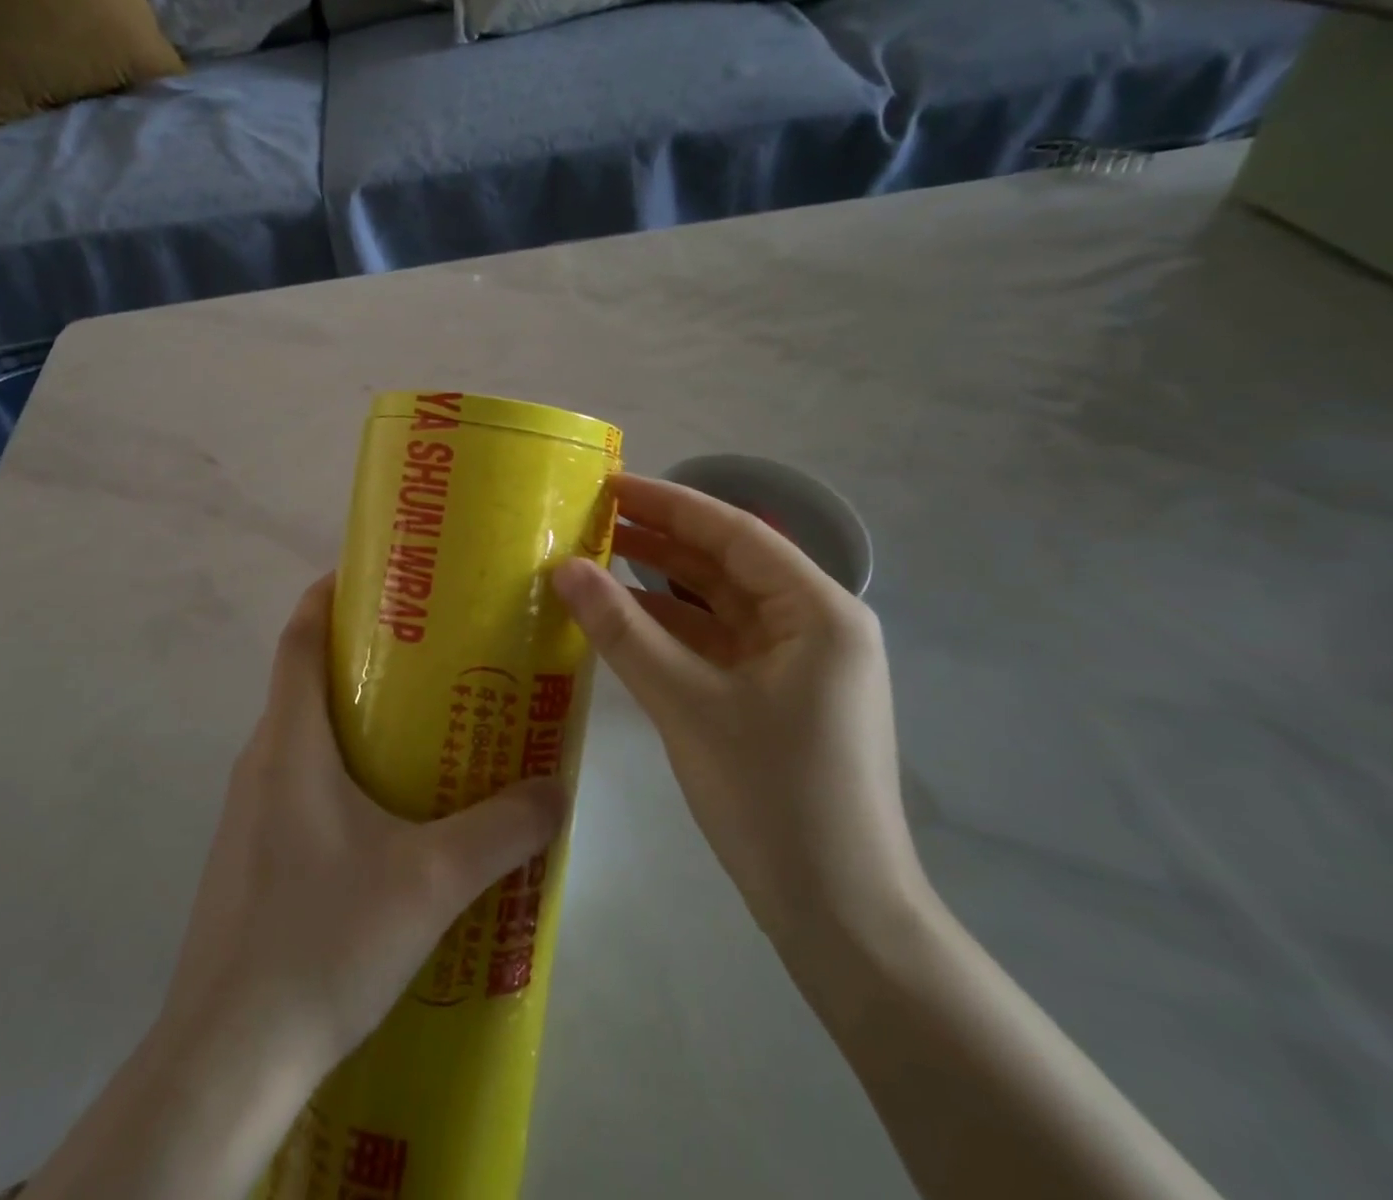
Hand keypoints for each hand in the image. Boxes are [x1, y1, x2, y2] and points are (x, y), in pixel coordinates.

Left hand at [160, 571, 568, 1085]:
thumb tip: (557, 791)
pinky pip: (299, 783)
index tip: (374, 576)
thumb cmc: (321, 940)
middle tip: (430, 654)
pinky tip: (390, 814)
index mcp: (290, 742)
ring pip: (303, 735)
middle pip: (304, 680)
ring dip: (354, 717)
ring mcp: (250, 811)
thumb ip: (502, 830)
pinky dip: (342, 769)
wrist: (228, 1057)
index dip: (328, 595)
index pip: (298, 637)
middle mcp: (261, 761)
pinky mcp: (252, 854)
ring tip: (422, 727)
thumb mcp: (430, 880)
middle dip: (361, 655)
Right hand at [552, 474, 925, 942]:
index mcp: (816, 610)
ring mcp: (793, 663)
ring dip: (659, 585)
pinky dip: (669, 630)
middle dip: (659, 540)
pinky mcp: (773, 696)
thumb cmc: (774, 797)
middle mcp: (812, 625)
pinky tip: (619, 620)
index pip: (733, 533)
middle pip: (725, 564)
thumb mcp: (688, 704)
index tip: (609, 485)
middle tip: (589, 519)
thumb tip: (563, 568)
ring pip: (717, 605)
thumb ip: (623, 631)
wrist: (840, 917)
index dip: (668, 504)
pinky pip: (714, 644)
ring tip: (593, 559)